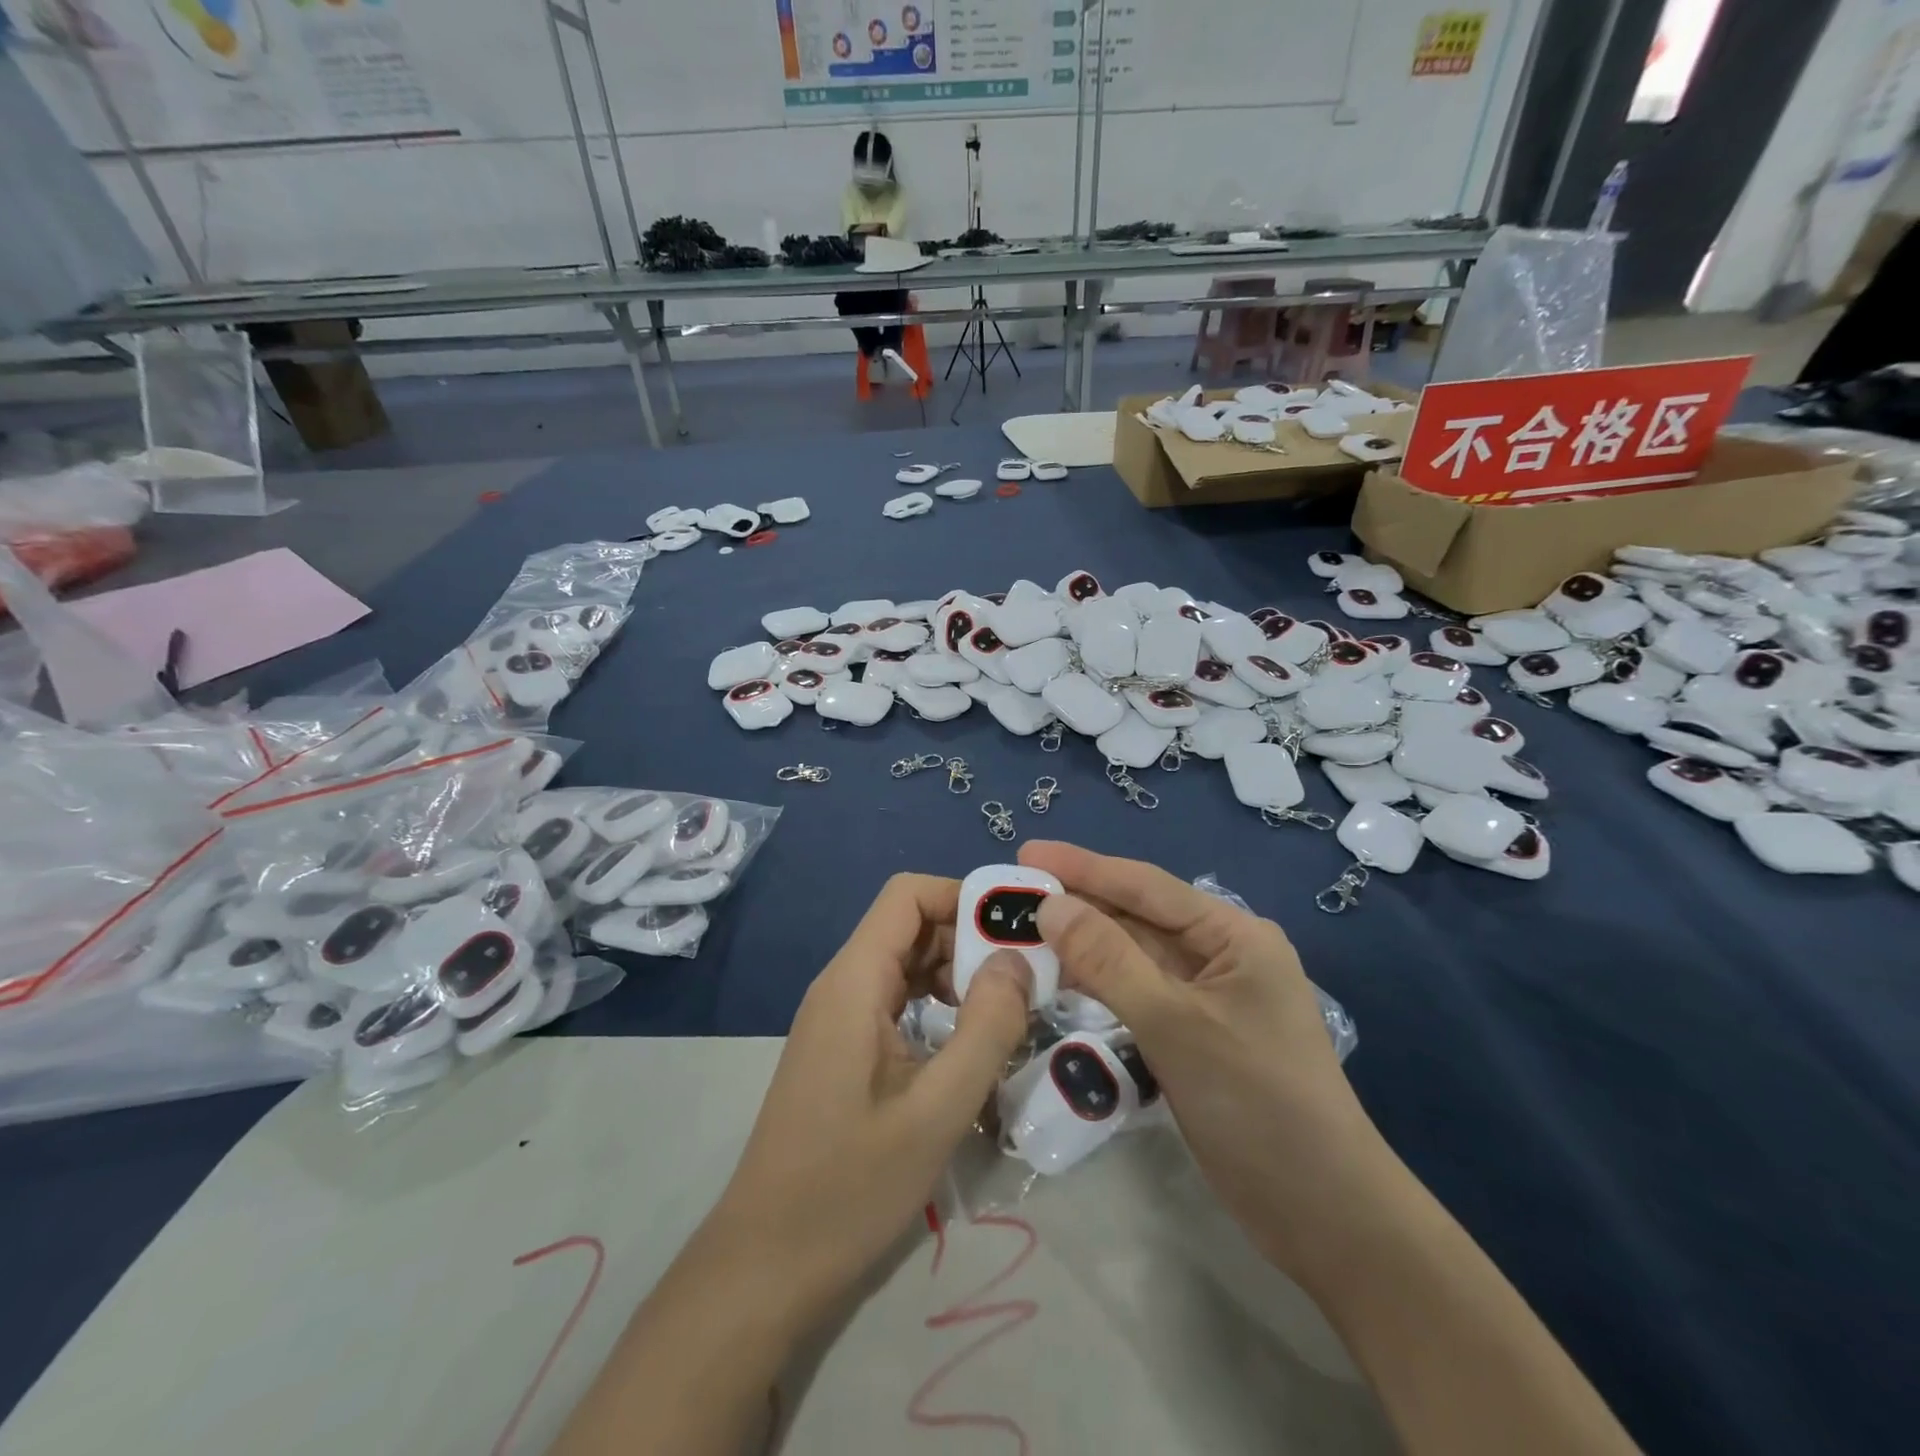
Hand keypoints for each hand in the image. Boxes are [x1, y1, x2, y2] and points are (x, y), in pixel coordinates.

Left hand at [702, 873, 1031, 1328]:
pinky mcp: (842, 1050)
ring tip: (1008, 1012)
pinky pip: (896, 1002)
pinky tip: (969, 1046)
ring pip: (905, 965)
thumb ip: (985, 1027)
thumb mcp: (936, 1110)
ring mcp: (839, 1019)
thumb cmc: (849, 1187)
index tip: (1017, 930)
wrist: (766, 1265)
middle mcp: (842, 985)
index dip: (963, 896)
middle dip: (969, 940)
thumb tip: (1018, 959)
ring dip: (957, 977)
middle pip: (910, 926)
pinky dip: (937, 1007)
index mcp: (854, 981)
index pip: (908, 894)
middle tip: (1028, 979)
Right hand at [1019, 841, 1399, 1286]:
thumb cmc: (1258, 1104)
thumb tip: (1050, 906)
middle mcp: (1219, 955)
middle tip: (1012, 896)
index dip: (1083, 866)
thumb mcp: (1177, 1025)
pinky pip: (1136, 994)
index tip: (1027, 851)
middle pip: (1136, 918)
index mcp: (1232, 935)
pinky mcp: (1192, 1035)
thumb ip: (1109, 962)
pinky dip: (1097, 985)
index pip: (1145, 886)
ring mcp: (1205, 997)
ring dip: (1082, 947)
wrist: (1323, 1214)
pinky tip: (1057, 980)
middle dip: (1077, 905)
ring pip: (1132, 957)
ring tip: (1021, 933)